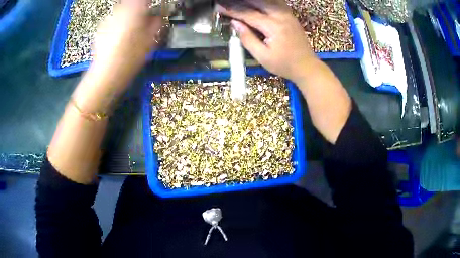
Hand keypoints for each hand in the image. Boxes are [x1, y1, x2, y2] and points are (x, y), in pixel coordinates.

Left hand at [74, 0, 165, 112]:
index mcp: (135, 9)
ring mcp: (108, 19)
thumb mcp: (150, 41)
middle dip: (139, 10)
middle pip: (132, 3)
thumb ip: (156, 23)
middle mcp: (120, 10)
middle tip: (144, 21)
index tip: (153, 7)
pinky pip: (113, 21)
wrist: (105, 75)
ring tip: (130, 32)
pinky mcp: (100, 29)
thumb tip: (158, 17)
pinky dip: (117, 25)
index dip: (150, 2)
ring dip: (128, 17)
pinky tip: (118, 39)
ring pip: (122, 11)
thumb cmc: (130, 58)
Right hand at [217, 2, 316, 81]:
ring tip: (239, 2)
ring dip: (252, 0)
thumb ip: (248, 39)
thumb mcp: (263, 57)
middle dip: (240, 2)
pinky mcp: (290, 15)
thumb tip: (235, 23)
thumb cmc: (284, 64)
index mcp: (274, 27)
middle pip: (257, 2)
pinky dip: (263, 1)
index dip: (232, 10)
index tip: (219, 7)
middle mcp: (281, 16)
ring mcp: (287, 14)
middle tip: (226, 2)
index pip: (248, 14)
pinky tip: (256, 3)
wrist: (306, 66)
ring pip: (267, 0)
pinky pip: (275, 3)